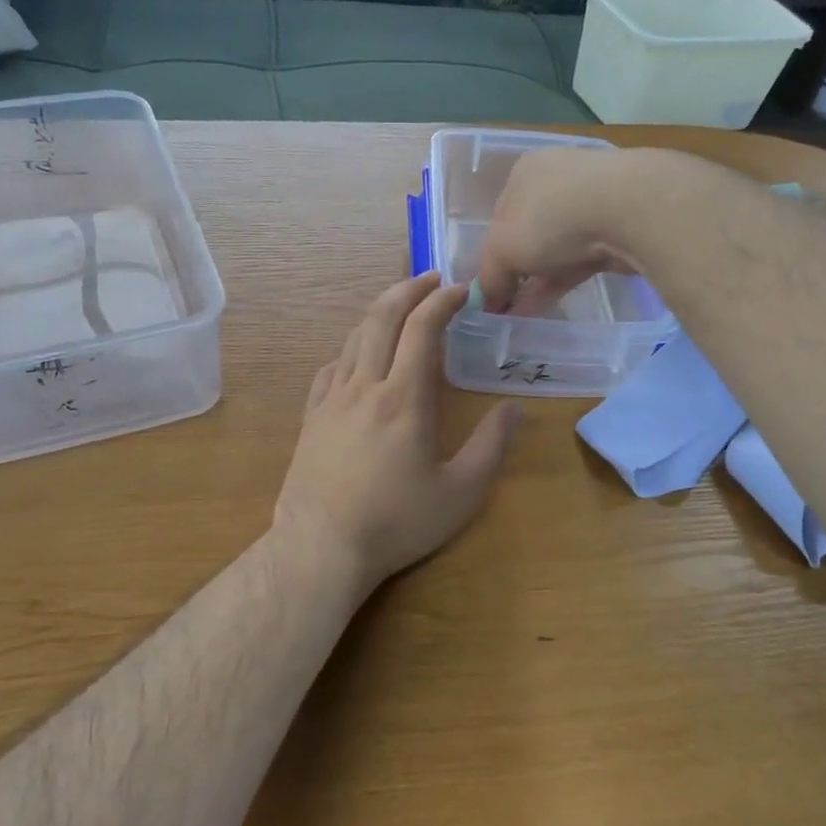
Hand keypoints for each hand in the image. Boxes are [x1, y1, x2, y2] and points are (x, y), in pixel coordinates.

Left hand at [276, 272, 521, 597]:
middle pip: (381, 318)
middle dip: (407, 289)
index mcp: (404, 398)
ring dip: (379, 314)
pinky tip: (357, 358)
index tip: (462, 289)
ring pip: (353, 338)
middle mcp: (365, 387)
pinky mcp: (311, 418)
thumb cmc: (396, 522)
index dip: (443, 301)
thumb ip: (491, 446)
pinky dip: (351, 349)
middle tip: (429, 278)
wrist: (321, 547)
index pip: (422, 329)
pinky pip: (330, 368)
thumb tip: (515, 409)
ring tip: (400, 310)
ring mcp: (331, 400)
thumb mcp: (460, 493)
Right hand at [474, 148, 639, 315]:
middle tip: (506, 305)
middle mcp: (557, 180)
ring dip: (537, 281)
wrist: (630, 211)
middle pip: (529, 233)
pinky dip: (562, 281)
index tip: (489, 288)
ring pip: (556, 248)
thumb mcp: (502, 251)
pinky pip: (581, 259)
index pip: (499, 218)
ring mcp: (592, 201)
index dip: (492, 256)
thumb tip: (486, 301)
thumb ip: (489, 277)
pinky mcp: (618, 226)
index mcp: (525, 172)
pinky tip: (547, 306)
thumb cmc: (551, 219)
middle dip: (517, 271)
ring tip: (522, 315)